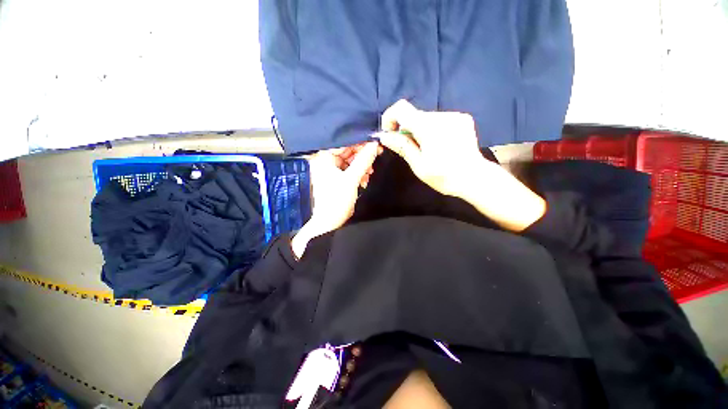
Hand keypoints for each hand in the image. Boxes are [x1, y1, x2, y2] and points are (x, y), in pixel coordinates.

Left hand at [292, 142, 380, 257]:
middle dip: (362, 157)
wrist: (328, 223)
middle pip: (348, 153)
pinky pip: (350, 172)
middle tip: (375, 158)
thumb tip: (374, 145)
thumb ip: (363, 161)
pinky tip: (364, 181)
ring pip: (350, 163)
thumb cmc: (337, 200)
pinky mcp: (337, 180)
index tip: (374, 144)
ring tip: (369, 174)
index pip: (344, 143)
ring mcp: (331, 172)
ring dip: (362, 167)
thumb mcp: (352, 179)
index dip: (360, 143)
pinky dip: (358, 175)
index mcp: (325, 158)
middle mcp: (326, 162)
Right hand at [377, 99, 545, 231]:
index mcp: (428, 128)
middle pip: (414, 114)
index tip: (390, 133)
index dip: (390, 117)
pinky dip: (432, 128)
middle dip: (406, 128)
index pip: (401, 108)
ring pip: (426, 117)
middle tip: (409, 147)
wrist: (474, 178)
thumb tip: (385, 136)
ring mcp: (454, 115)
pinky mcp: (462, 118)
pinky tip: (439, 144)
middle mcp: (442, 116)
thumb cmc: (444, 176)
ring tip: (427, 148)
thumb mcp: (418, 165)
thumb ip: (402, 146)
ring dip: (420, 129)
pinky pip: (439, 119)